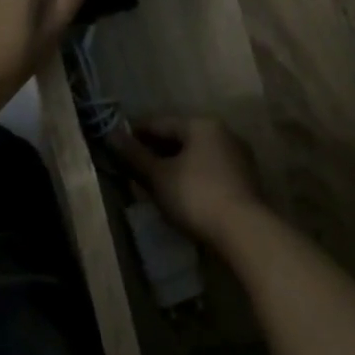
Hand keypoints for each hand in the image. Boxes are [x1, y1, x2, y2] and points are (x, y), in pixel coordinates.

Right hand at [113, 116, 266, 245]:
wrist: (243, 231)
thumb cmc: (195, 195)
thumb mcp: (158, 176)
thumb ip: (134, 155)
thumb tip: (110, 135)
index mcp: (201, 125)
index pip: (160, 123)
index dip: (135, 134)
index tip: (116, 147)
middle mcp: (223, 134)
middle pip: (180, 137)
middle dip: (155, 151)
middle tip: (131, 167)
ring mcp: (237, 157)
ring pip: (195, 155)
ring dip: (173, 165)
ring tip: (151, 183)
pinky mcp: (244, 181)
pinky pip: (208, 171)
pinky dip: (190, 177)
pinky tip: (178, 193)